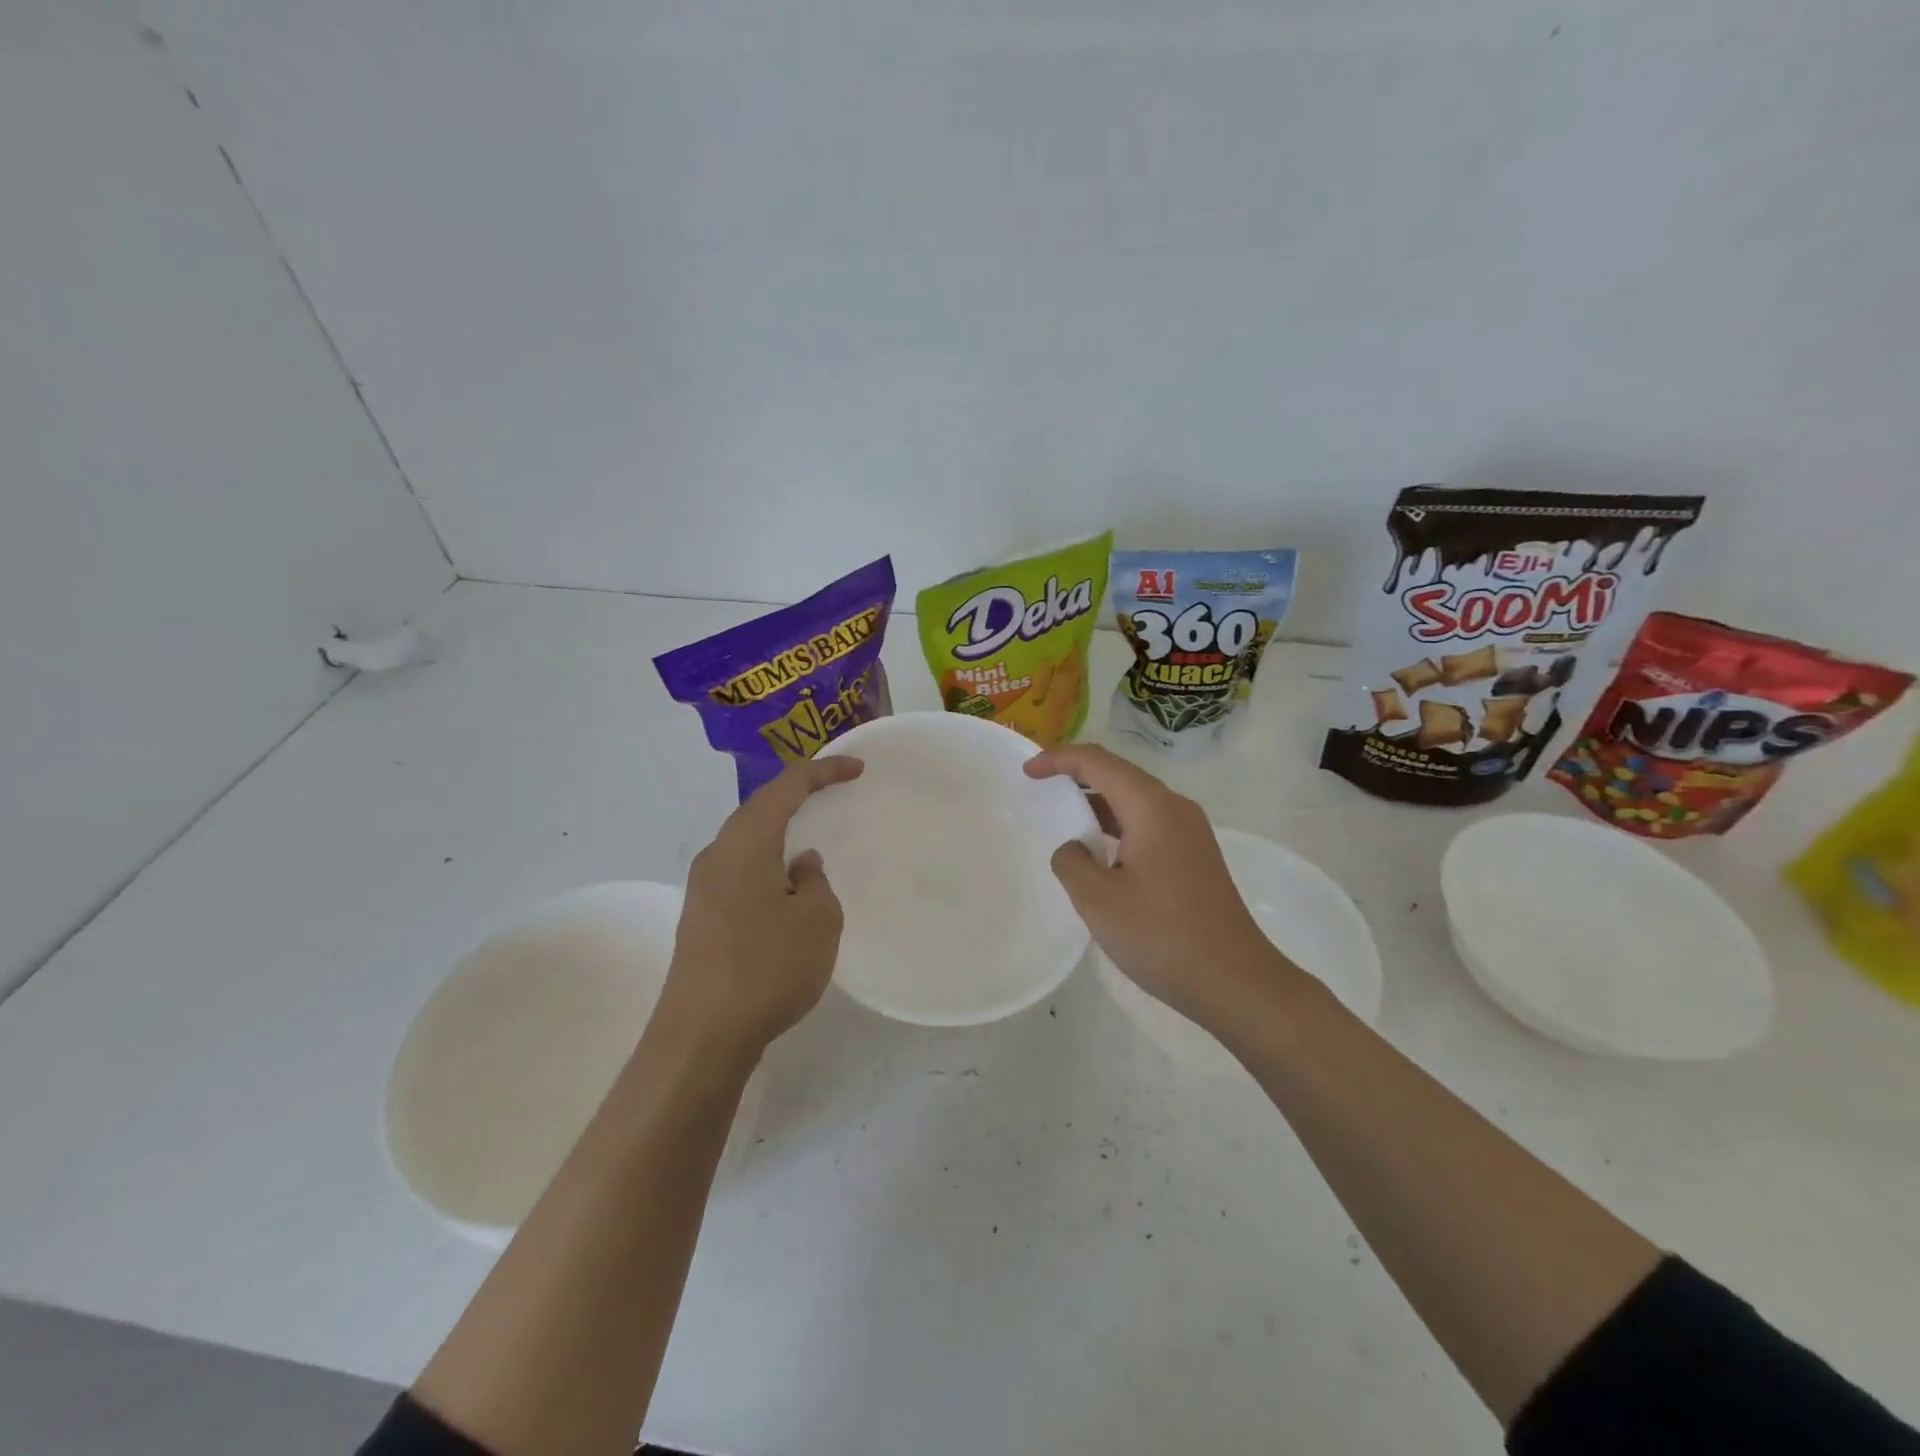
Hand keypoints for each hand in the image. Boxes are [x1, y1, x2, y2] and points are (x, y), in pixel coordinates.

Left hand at [660, 756, 864, 1057]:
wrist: (701, 1036)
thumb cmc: (767, 967)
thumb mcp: (816, 919)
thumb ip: (815, 881)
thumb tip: (799, 866)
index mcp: (745, 843)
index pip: (785, 788)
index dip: (823, 772)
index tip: (857, 769)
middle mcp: (717, 855)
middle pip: (759, 808)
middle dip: (797, 795)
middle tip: (833, 791)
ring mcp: (703, 888)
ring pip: (747, 841)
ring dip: (780, 832)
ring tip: (812, 835)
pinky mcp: (702, 918)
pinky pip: (740, 870)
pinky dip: (768, 862)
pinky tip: (787, 886)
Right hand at [1024, 744, 1286, 1027]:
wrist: (1234, 981)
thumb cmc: (1161, 935)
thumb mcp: (1098, 900)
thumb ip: (1072, 863)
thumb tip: (1074, 848)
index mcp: (1152, 807)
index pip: (1099, 763)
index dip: (1059, 759)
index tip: (1028, 771)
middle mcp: (1175, 809)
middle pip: (1120, 775)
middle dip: (1078, 774)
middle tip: (1042, 785)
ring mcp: (1191, 833)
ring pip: (1136, 801)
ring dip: (1098, 803)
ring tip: (1064, 816)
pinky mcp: (1196, 857)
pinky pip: (1149, 825)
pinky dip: (1118, 827)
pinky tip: (1100, 853)